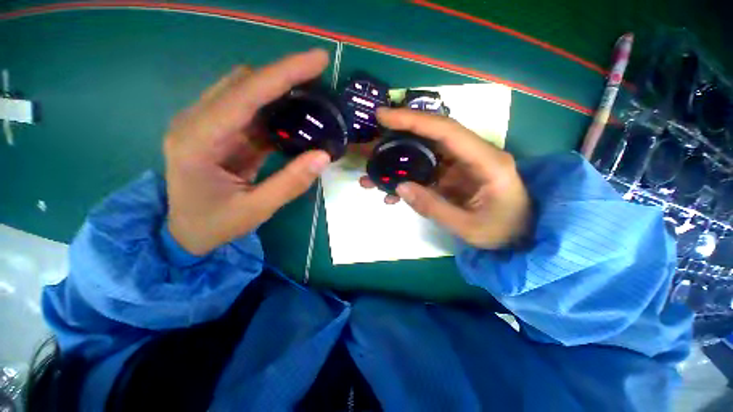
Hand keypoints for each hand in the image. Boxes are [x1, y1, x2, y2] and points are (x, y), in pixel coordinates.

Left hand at [164, 49, 330, 255]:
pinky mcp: (217, 132)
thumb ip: (290, 183)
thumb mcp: (256, 209)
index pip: (246, 94)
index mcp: (198, 141)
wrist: (185, 232)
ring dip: (278, 90)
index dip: (284, 74)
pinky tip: (293, 116)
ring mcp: (205, 125)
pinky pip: (248, 111)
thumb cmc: (215, 224)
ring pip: (244, 91)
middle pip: (243, 83)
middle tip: (319, 79)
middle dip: (283, 76)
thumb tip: (323, 156)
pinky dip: (273, 109)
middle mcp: (196, 122)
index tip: (317, 60)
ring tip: (311, 96)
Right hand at [360, 108, 530, 248]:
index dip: (413, 120)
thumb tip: (400, 188)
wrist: (520, 237)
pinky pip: (424, 172)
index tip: (382, 116)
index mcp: (485, 162)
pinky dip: (406, 180)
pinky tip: (391, 193)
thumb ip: (433, 207)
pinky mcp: (452, 176)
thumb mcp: (468, 227)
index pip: (445, 130)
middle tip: (369, 146)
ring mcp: (460, 165)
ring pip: (423, 155)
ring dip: (396, 163)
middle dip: (397, 138)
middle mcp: (472, 155)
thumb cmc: (503, 232)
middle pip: (430, 137)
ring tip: (371, 175)